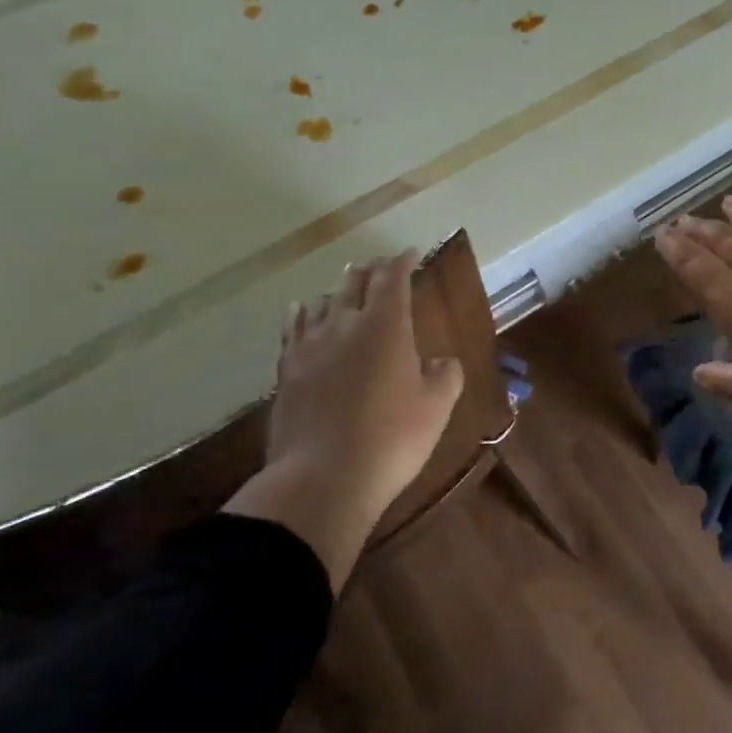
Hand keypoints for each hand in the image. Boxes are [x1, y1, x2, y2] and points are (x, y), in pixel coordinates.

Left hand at [224, 250, 463, 587]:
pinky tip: (302, 311)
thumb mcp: (436, 408)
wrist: (322, 479)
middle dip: (371, 269)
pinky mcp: (286, 370)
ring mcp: (309, 346)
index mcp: (386, 326)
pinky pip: (293, 327)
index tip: (410, 253)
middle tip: (381, 266)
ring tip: (345, 290)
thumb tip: (442, 361)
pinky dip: (303, 312)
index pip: (392, 278)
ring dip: (338, 290)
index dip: (402, 261)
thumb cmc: (391, 439)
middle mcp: (345, 324)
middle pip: (354, 282)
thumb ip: (445, 376)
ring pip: (321, 301)